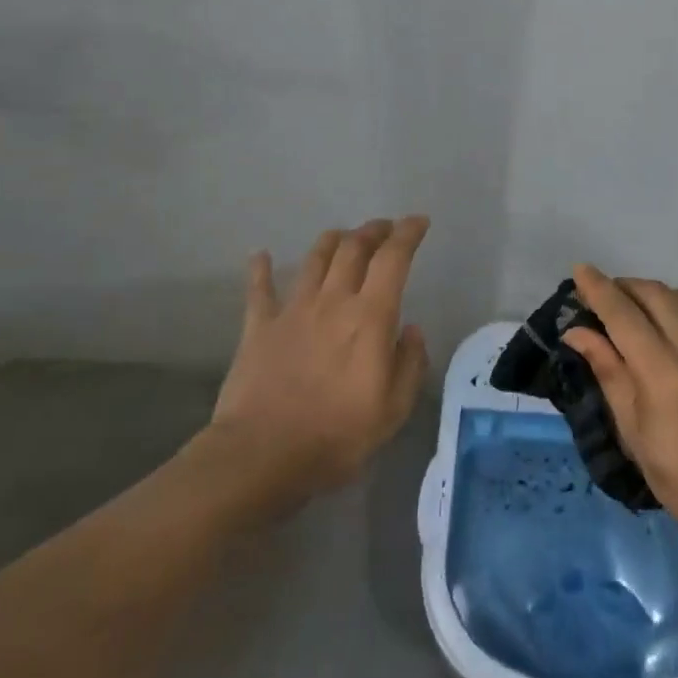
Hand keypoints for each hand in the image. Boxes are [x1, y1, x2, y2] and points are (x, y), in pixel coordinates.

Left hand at [204, 217, 430, 512]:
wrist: (262, 455)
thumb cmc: (336, 435)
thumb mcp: (393, 409)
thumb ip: (410, 364)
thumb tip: (410, 330)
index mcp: (369, 317)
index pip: (393, 259)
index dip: (408, 234)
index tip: (419, 222)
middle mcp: (332, 300)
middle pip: (353, 248)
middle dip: (373, 231)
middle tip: (385, 229)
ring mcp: (292, 310)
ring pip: (314, 259)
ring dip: (332, 241)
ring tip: (343, 236)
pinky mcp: (258, 327)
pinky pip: (259, 289)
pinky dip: (260, 268)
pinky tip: (260, 255)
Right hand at [563, 264, 677, 553]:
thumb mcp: (635, 433)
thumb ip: (610, 374)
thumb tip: (578, 332)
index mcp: (659, 370)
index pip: (621, 313)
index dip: (598, 288)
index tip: (580, 269)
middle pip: (654, 296)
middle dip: (626, 287)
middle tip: (609, 294)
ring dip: (660, 292)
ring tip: (645, 301)